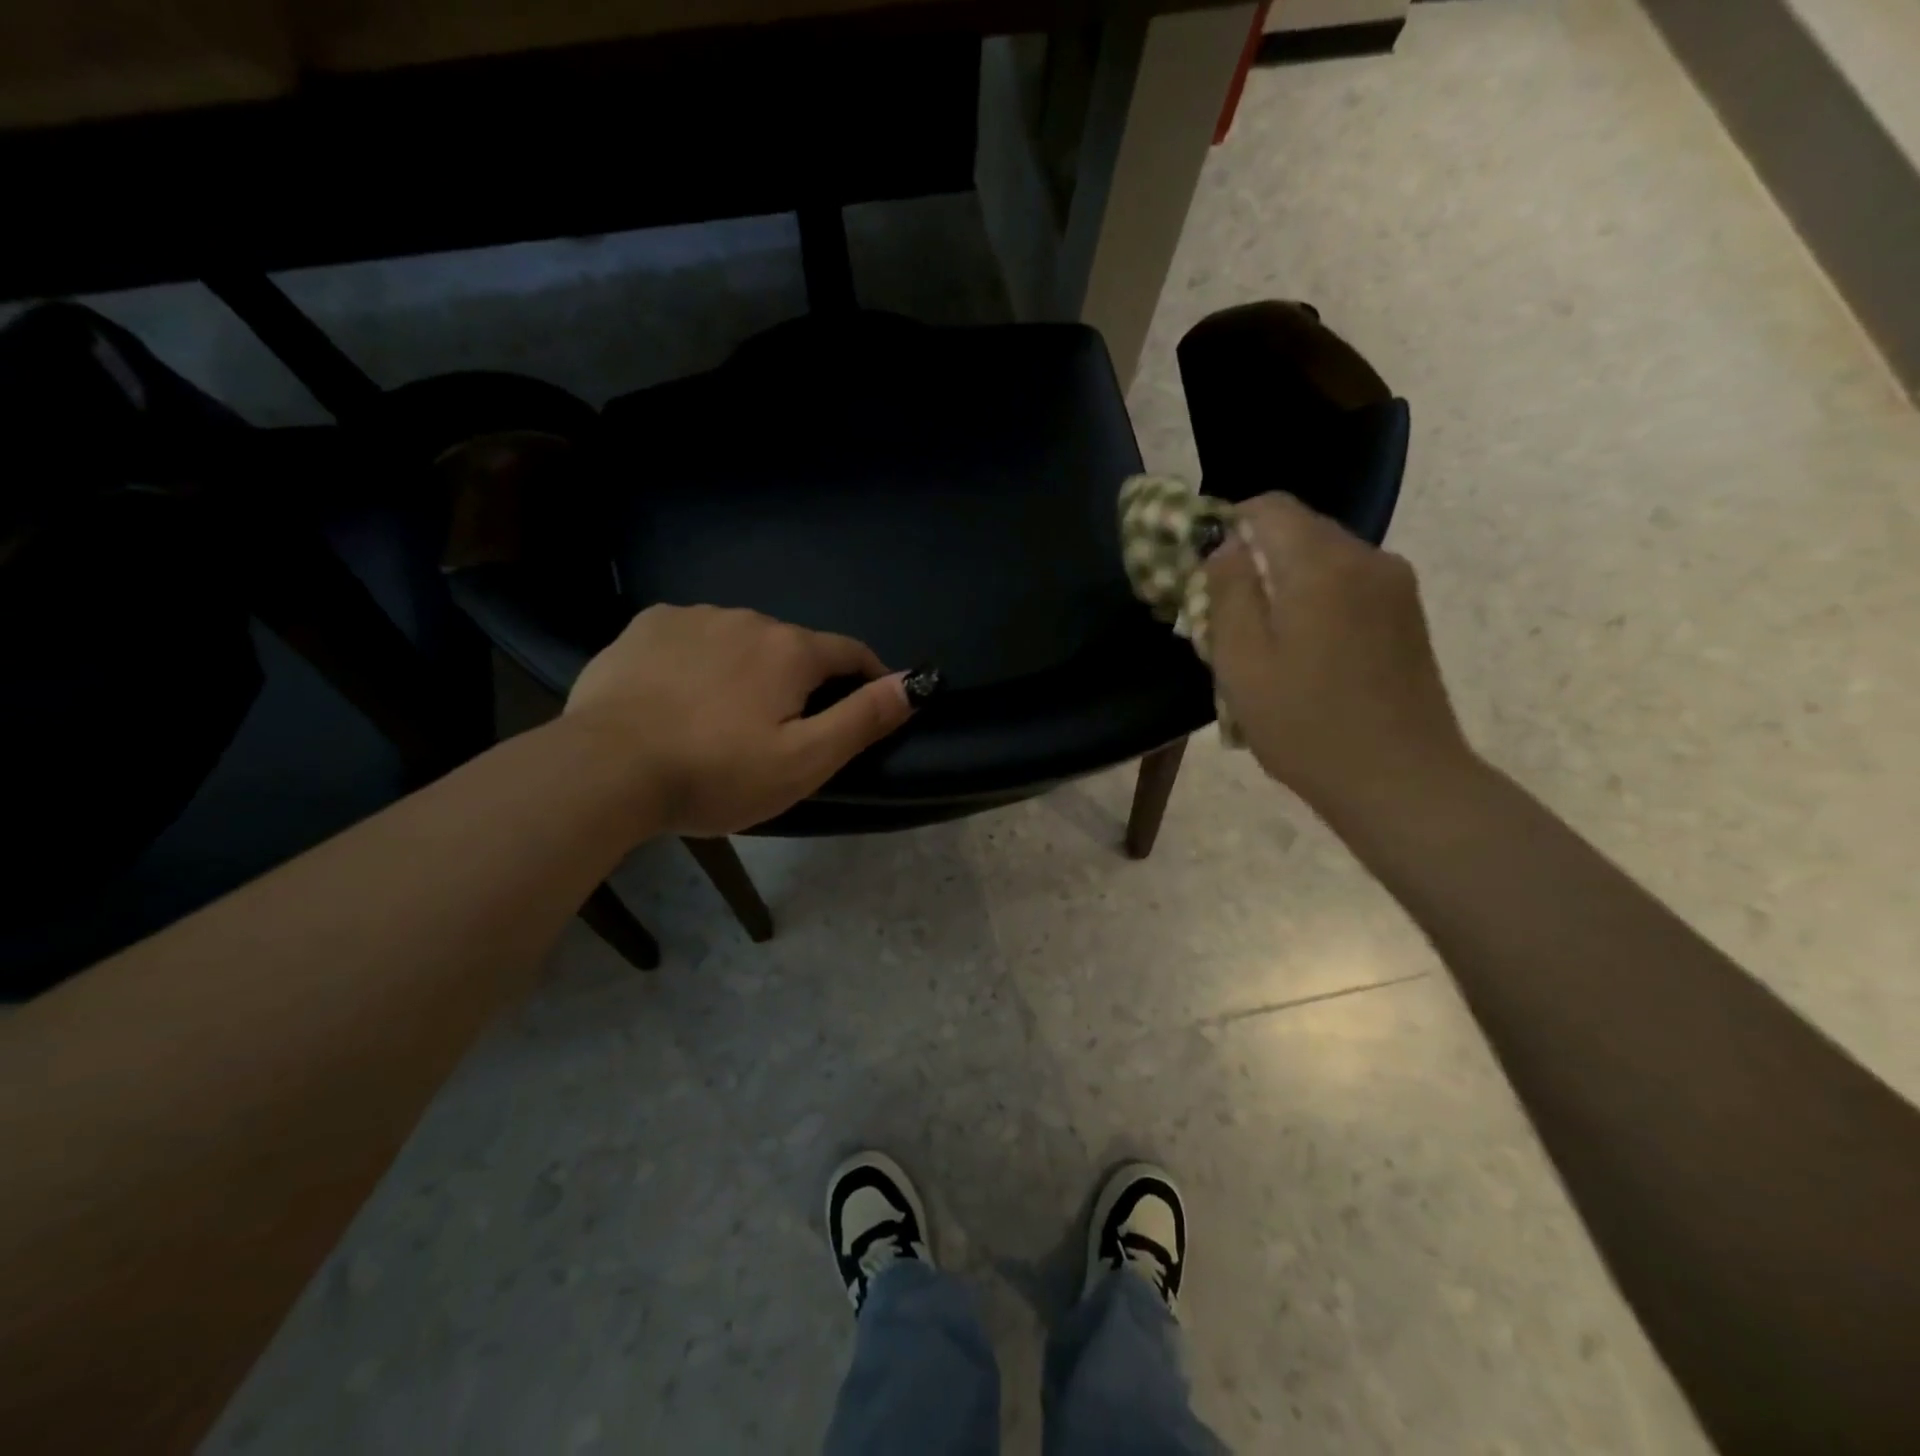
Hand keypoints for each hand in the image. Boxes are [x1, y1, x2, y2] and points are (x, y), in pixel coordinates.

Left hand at [564, 605, 912, 836]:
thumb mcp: (804, 760)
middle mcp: (748, 618)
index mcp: (790, 649)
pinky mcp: (647, 625)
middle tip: (784, 730)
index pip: (850, 652)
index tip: (868, 704)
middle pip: (793, 647)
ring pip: (742, 640)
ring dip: (750, 668)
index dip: (869, 676)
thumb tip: (914, 683)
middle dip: (802, 680)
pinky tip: (682, 694)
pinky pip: (694, 637)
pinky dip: (702, 659)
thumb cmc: (716, 772)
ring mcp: (693, 617)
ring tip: (728, 715)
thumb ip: (863, 718)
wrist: (607, 769)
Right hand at [1205, 493, 1472, 815]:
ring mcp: (1395, 587)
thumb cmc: (1305, 724)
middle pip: (1299, 530)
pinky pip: (1349, 586)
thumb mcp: (1242, 661)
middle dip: (1255, 558)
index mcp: (1321, 563)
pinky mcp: (1407, 616)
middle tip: (1224, 613)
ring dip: (1285, 583)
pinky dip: (1316, 601)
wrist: (1400, 781)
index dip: (1228, 525)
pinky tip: (1304, 654)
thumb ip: (1228, 591)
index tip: (1203, 569)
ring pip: (1324, 560)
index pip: (1269, 507)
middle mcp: (1366, 558)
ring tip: (1263, 641)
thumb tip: (1225, 543)